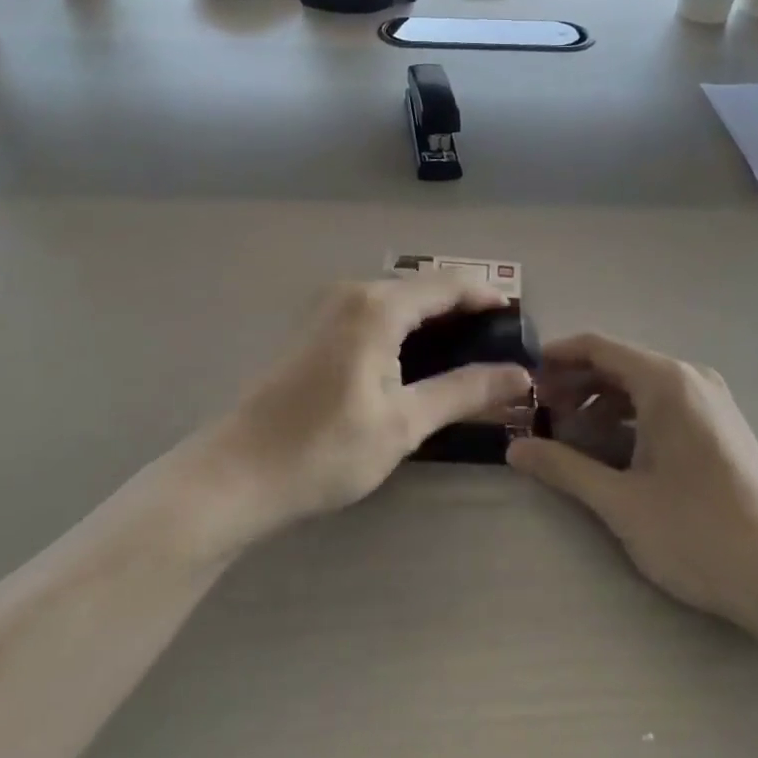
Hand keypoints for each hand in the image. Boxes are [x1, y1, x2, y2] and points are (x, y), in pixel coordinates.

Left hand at [213, 278, 531, 537]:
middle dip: (462, 308)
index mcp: (378, 306)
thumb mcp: (404, 423)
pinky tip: (415, 358)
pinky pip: (372, 310)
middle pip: (422, 287)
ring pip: (396, 298)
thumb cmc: (325, 449)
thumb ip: (465, 391)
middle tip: (497, 344)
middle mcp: (352, 291)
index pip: (448, 285)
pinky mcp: (313, 325)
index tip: (518, 320)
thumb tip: (520, 375)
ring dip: (432, 317)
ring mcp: (327, 305)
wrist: (238, 472)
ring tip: (465, 353)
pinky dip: (403, 324)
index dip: (487, 297)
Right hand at [507, 333, 757, 647]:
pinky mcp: (720, 425)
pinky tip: (611, 452)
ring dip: (601, 404)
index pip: (598, 347)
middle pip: (619, 364)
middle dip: (575, 385)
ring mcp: (710, 401)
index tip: (523, 377)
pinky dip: (630, 418)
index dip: (557, 357)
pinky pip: (663, 404)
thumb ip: (564, 468)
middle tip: (539, 415)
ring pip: (641, 386)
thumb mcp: (621, 502)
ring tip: (569, 438)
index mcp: (666, 381)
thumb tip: (513, 449)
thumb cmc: (698, 534)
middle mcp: (690, 378)